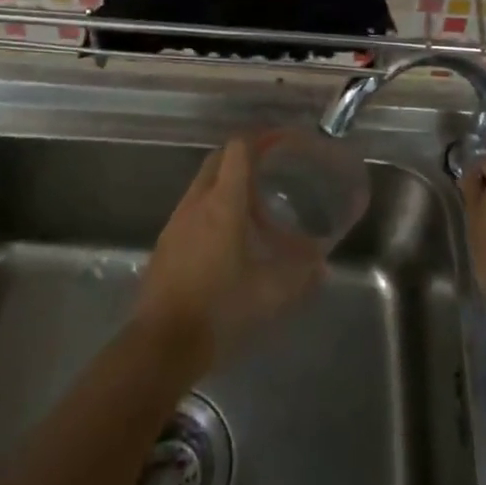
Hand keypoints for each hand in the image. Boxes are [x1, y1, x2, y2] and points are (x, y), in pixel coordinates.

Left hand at [136, 138, 323, 374]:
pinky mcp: (165, 243)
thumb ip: (300, 276)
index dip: (258, 140)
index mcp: (223, 203)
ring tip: (250, 206)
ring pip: (202, 185)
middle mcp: (197, 202)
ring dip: (224, 184)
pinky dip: (209, 208)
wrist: (161, 344)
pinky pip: (191, 209)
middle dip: (241, 157)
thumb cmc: (220, 310)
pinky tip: (224, 238)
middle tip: (268, 171)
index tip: (278, 144)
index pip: (237, 150)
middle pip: (217, 160)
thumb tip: (323, 266)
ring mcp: (176, 221)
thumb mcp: (270, 295)